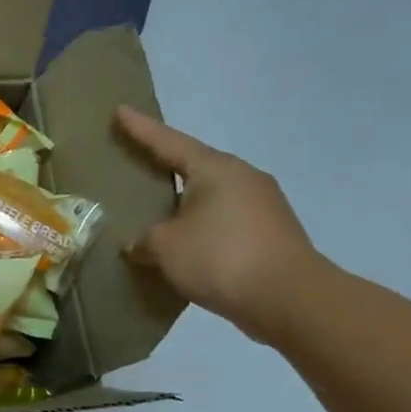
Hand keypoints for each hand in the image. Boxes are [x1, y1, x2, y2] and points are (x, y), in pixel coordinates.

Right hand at [114, 108, 325, 341]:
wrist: (291, 300)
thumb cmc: (221, 258)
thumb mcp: (165, 247)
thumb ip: (144, 240)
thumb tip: (139, 245)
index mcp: (215, 169)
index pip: (168, 142)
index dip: (141, 128)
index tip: (120, 110)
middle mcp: (242, 178)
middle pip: (193, 165)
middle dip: (164, 164)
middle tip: (135, 161)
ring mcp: (262, 205)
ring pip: (210, 195)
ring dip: (183, 201)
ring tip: (155, 210)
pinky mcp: (270, 233)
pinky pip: (223, 220)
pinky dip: (200, 226)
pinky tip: (184, 242)